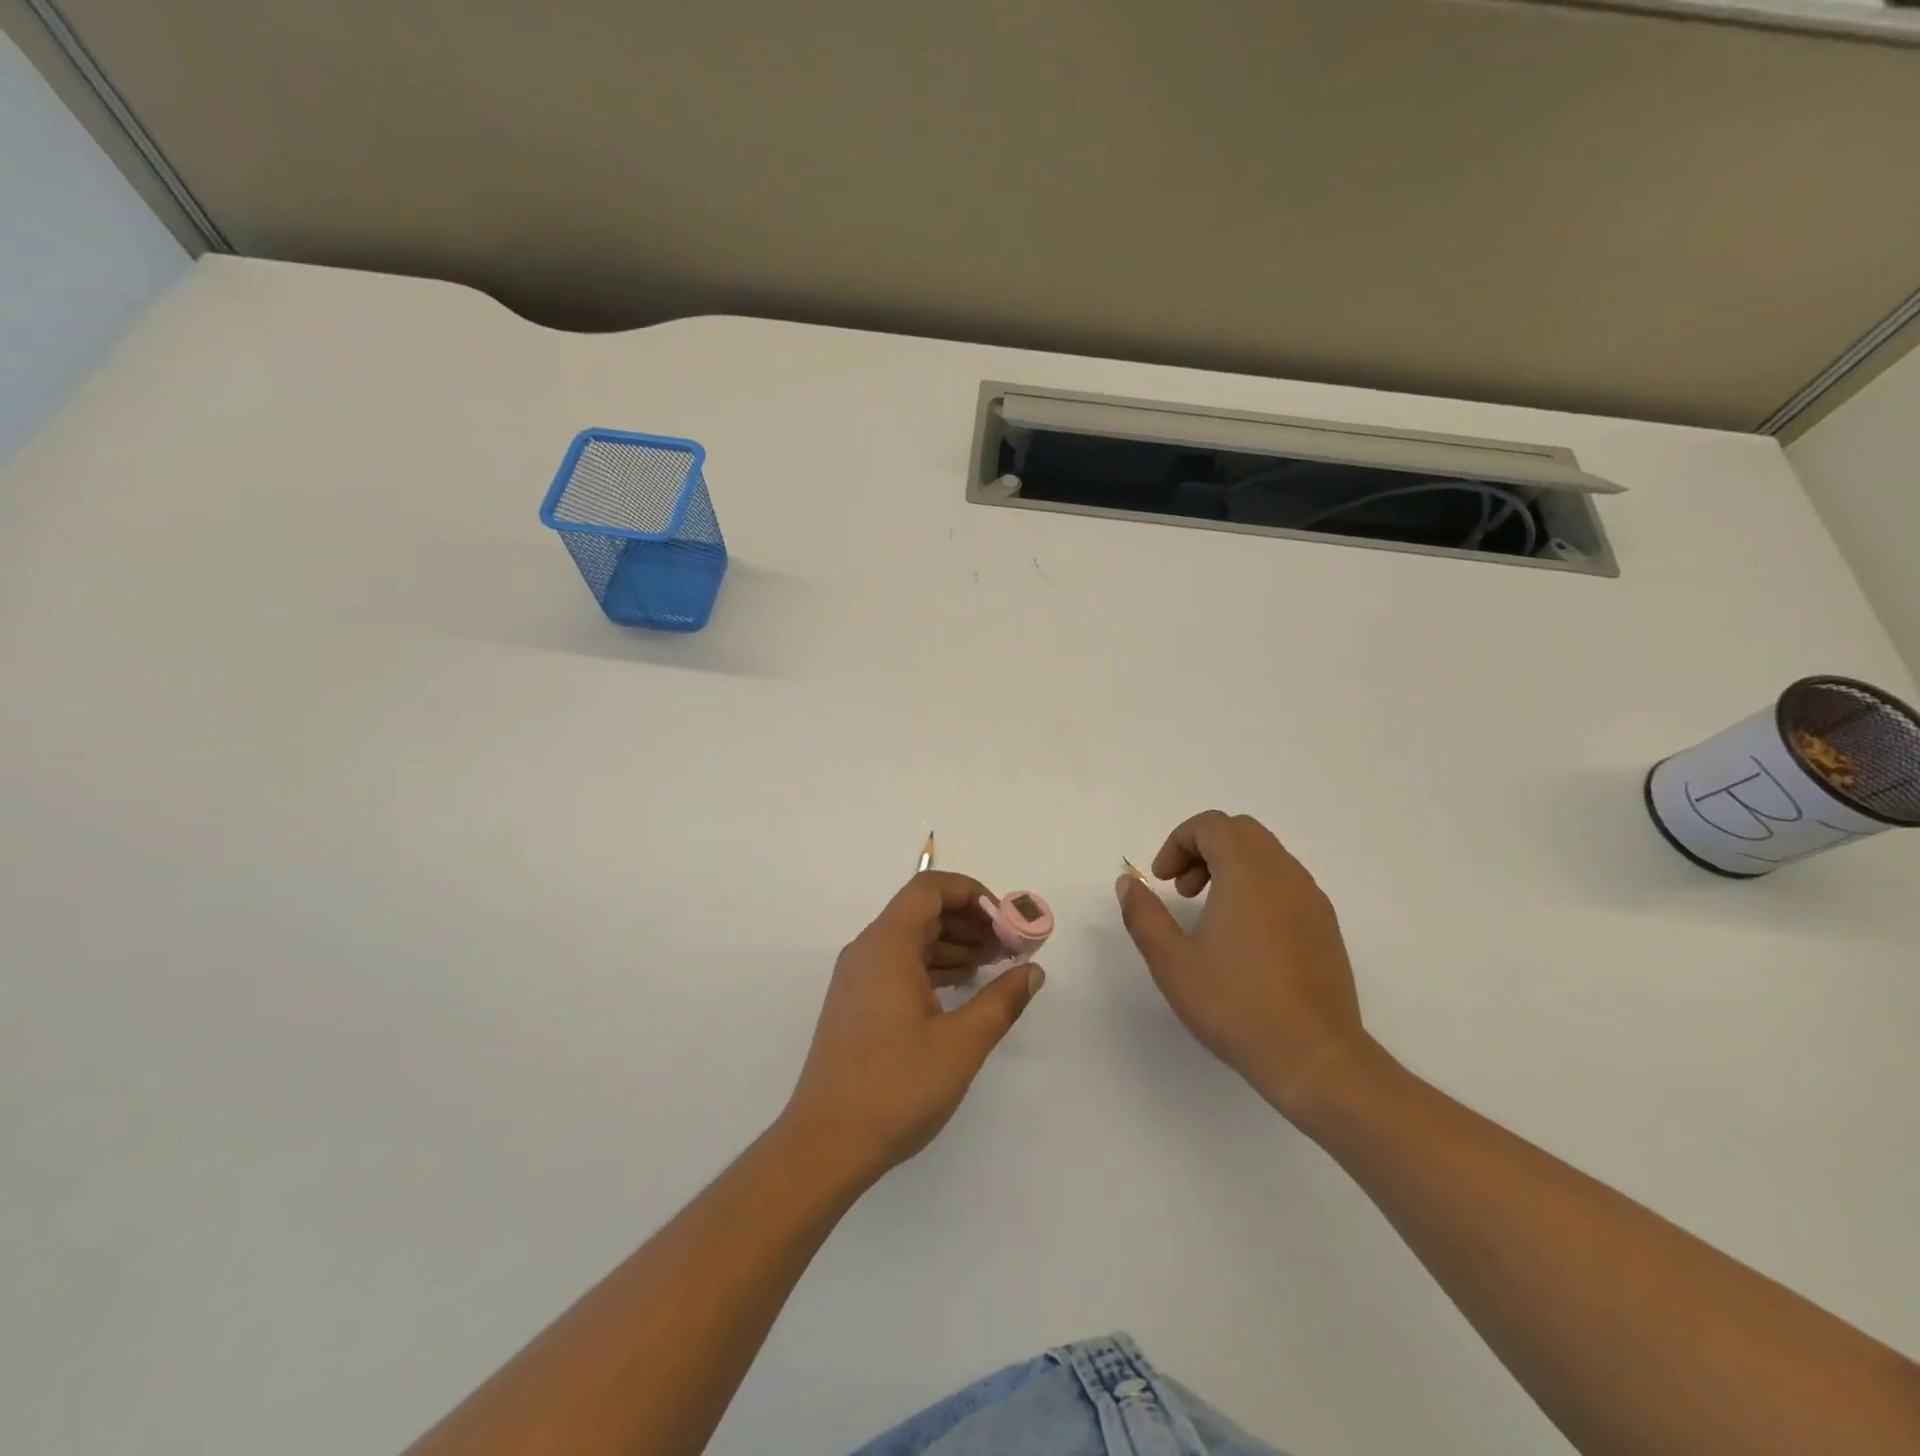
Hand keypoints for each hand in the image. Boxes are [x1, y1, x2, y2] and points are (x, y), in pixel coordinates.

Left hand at [782, 871, 1044, 1184]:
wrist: (826, 1144)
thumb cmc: (896, 1087)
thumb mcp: (961, 1043)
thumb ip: (1002, 1000)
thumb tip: (1032, 971)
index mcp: (887, 945)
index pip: (929, 889)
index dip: (972, 893)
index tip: (1007, 921)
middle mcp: (868, 951)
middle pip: (922, 912)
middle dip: (971, 921)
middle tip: (1011, 946)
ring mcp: (858, 978)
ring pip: (912, 939)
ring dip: (955, 944)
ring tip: (996, 966)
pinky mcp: (857, 1004)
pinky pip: (900, 965)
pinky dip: (934, 966)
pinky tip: (963, 988)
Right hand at [1116, 811, 1376, 1121]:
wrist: (1314, 1057)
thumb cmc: (1236, 1004)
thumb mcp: (1172, 962)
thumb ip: (1144, 915)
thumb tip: (1128, 883)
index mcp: (1248, 873)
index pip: (1212, 825)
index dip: (1178, 842)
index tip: (1162, 881)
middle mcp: (1284, 874)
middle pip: (1241, 832)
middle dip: (1203, 849)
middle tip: (1182, 890)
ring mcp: (1311, 899)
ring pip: (1266, 855)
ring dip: (1230, 867)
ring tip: (1208, 914)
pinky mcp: (1326, 925)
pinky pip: (1286, 882)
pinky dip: (1257, 887)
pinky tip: (1243, 937)